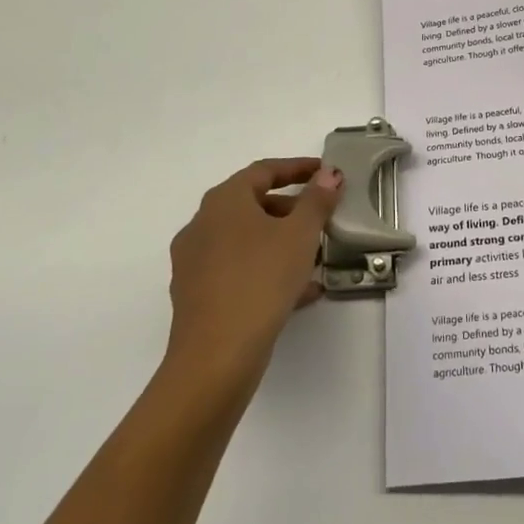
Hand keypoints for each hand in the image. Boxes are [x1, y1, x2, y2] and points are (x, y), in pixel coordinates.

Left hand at [165, 158, 342, 379]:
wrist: (216, 356)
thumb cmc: (260, 280)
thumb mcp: (300, 235)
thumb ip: (317, 200)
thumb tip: (328, 173)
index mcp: (223, 201)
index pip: (263, 171)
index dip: (297, 168)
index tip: (324, 172)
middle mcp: (202, 225)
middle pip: (251, 205)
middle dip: (290, 209)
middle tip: (321, 218)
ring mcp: (194, 262)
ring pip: (245, 241)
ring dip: (280, 242)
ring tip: (314, 258)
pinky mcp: (197, 295)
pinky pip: (238, 270)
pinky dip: (266, 270)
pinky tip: (298, 291)